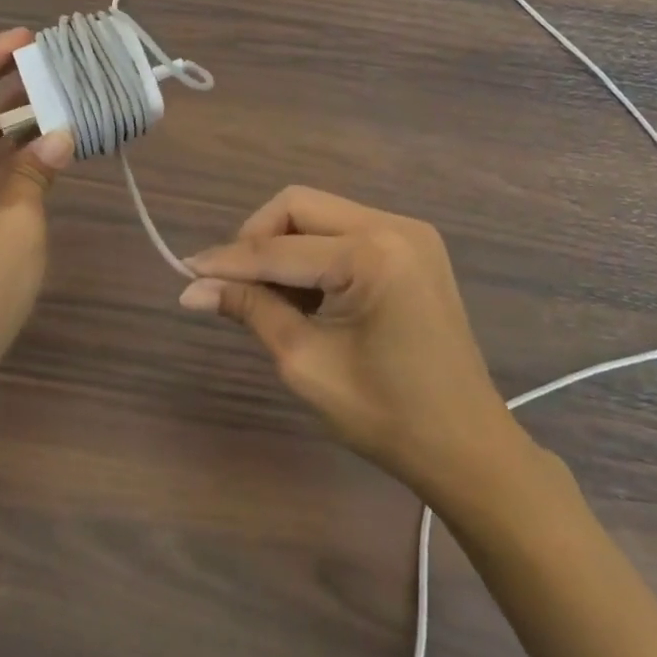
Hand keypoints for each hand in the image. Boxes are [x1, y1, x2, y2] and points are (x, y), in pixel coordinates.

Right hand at [180, 186, 528, 495]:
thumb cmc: (388, 417)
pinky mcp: (413, 246)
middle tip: (232, 284)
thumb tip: (193, 288)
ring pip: (319, 213)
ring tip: (271, 299)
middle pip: (298, 206)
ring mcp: (409, 232)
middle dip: (257, 239)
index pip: (279, 248)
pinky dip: (314, 253)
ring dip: (284, 246)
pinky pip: (344, 230)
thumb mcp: (306, 363)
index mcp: (373, 255)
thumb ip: (250, 310)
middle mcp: (394, 226)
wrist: (469, 451)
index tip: (186, 272)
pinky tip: (306, 295)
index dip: (228, 261)